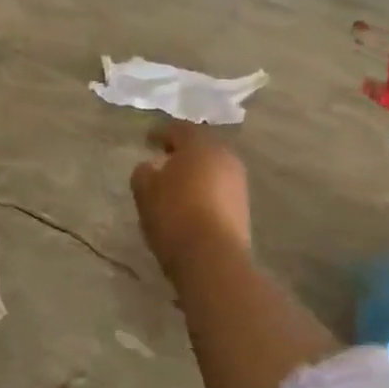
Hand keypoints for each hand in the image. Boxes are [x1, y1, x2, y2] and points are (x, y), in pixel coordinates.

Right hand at [130, 123, 251, 283]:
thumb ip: (145, 171)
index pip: (179, 129)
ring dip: (195, 172)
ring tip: (175, 184)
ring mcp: (238, 183)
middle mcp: (225, 157)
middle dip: (182, 152)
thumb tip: (152, 166)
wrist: (212, 258)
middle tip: (163, 159)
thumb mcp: (145, 190)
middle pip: (200, 147)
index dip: (160, 133)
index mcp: (201, 145)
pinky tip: (190, 203)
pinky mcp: (243, 207)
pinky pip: (219, 189)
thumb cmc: (174, 215)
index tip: (147, 140)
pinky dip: (204, 190)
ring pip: (212, 168)